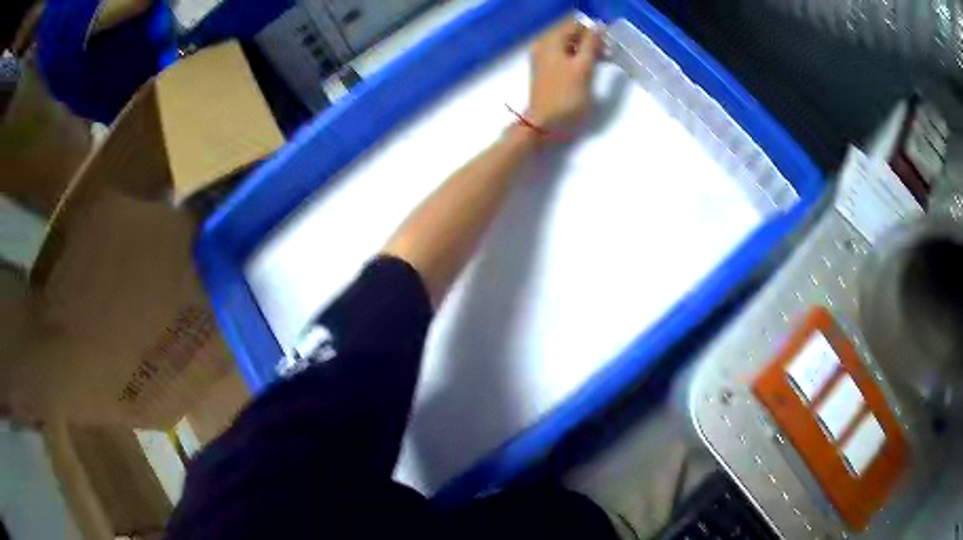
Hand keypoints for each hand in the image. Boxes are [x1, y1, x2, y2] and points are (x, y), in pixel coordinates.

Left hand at [527, 18, 602, 131]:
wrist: (544, 124)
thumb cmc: (566, 97)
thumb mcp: (583, 69)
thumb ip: (592, 45)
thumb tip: (599, 25)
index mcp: (551, 42)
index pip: (575, 25)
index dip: (594, 32)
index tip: (609, 45)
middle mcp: (544, 45)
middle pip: (571, 34)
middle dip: (591, 41)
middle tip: (608, 54)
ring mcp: (544, 58)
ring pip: (569, 46)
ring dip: (587, 51)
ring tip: (603, 62)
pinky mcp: (547, 71)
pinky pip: (565, 56)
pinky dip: (578, 59)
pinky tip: (590, 69)